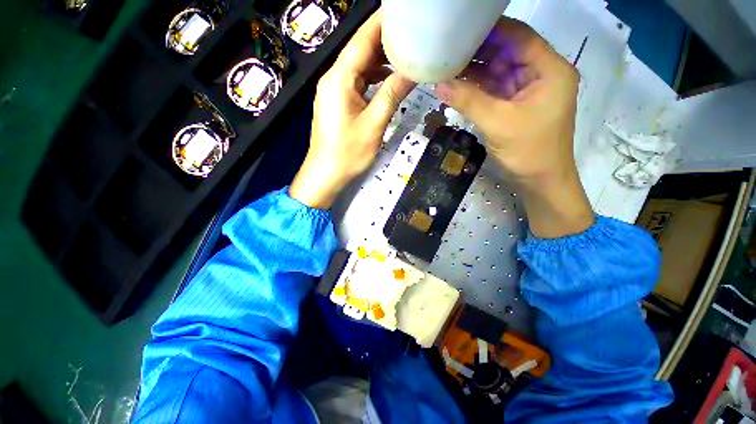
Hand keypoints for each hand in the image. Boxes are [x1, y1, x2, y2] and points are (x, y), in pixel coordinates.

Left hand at [290, 10, 414, 208]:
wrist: (326, 175)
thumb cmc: (348, 153)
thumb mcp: (374, 125)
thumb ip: (392, 95)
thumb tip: (413, 72)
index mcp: (339, 79)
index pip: (361, 40)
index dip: (381, 24)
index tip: (403, 14)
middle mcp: (334, 79)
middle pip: (360, 52)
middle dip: (384, 42)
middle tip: (412, 37)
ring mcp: (334, 92)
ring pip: (359, 68)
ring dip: (380, 62)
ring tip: (405, 56)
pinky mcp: (338, 104)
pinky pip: (357, 83)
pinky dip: (373, 79)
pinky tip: (389, 80)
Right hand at [434, 18, 592, 237]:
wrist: (539, 181)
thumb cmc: (528, 151)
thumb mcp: (497, 122)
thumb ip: (468, 100)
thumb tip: (439, 84)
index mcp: (549, 69)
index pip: (520, 36)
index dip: (491, 29)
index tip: (462, 27)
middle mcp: (540, 74)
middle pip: (507, 52)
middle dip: (478, 50)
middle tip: (448, 48)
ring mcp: (527, 91)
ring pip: (498, 72)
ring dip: (474, 70)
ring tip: (447, 64)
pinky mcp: (515, 105)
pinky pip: (494, 90)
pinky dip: (477, 88)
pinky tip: (457, 84)